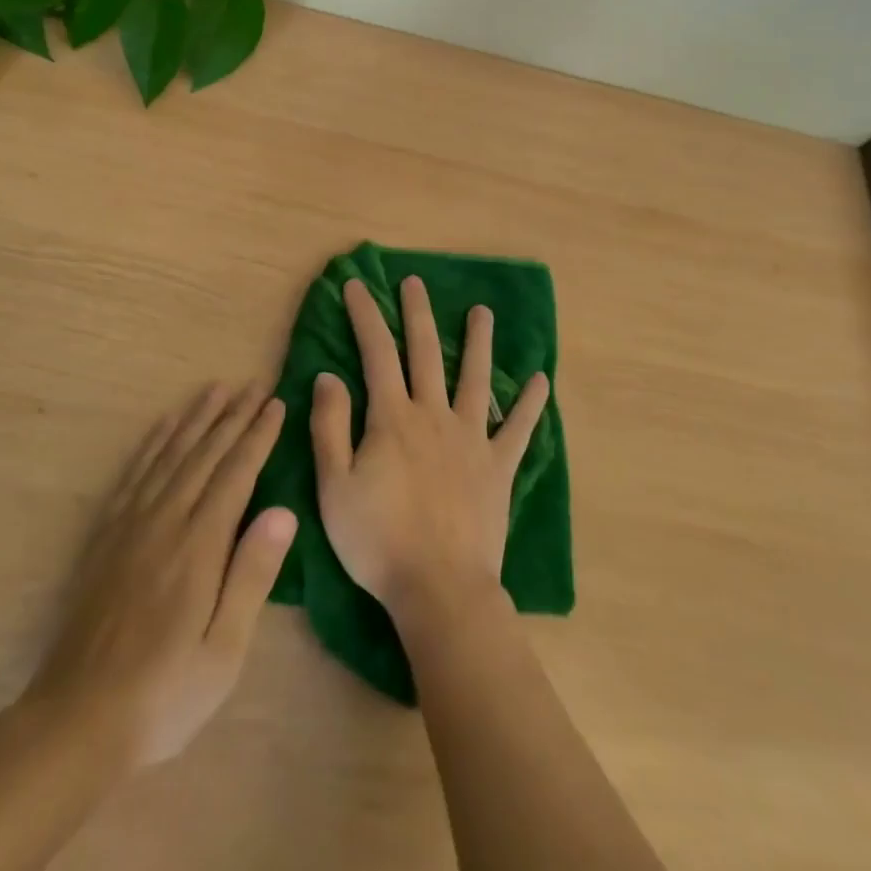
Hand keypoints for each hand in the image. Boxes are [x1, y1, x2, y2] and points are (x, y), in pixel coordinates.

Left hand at [23, 384, 296, 771]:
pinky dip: (153, 442)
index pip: (236, 474)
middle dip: (234, 416)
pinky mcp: (106, 535)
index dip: (258, 436)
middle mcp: (165, 521)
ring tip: (216, 389)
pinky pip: (134, 473)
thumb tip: (284, 511)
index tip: (276, 404)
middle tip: (255, 383)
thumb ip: (251, 576)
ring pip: (170, 454)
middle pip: (205, 454)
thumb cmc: (164, 694)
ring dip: (196, 418)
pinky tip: (165, 425)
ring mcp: (130, 524)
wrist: (75, 721)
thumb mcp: (223, 651)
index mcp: (199, 547)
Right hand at [311, 276, 549, 618]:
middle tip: (415, 281)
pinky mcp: (498, 467)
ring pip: (475, 379)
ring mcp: (472, 439)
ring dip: (477, 342)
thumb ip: (330, 426)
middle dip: (417, 313)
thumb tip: (328, 375)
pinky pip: (519, 429)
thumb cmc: (378, 540)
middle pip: (425, 352)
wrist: (439, 589)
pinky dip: (530, 405)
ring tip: (482, 312)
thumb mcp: (334, 485)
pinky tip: (541, 381)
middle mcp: (434, 415)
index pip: (376, 353)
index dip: (366, 316)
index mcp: (392, 418)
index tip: (357, 285)